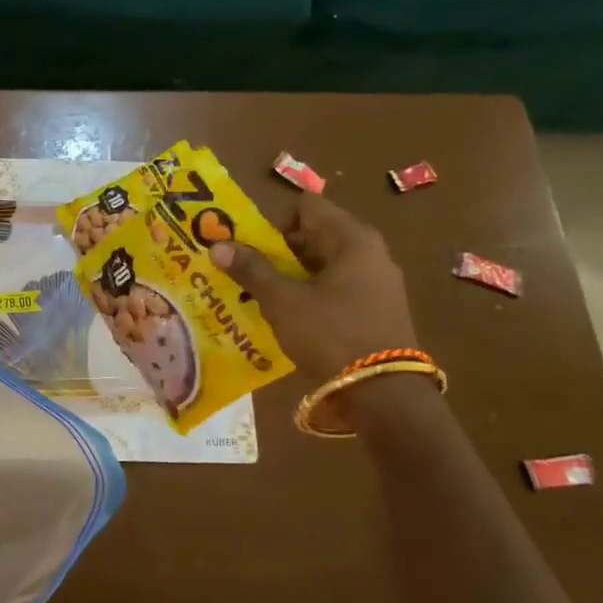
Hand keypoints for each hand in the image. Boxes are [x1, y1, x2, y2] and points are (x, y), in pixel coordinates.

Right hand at [211, 194, 416, 379]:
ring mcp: (377, 282)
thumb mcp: (283, 301)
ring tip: (263, 298)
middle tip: (248, 274)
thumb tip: (218, 245)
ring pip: (324, 265)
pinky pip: (336, 288)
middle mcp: (370, 252)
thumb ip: (251, 270)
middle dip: (278, 251)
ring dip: (292, 275)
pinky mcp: (377, 309)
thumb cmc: (331, 335)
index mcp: (352, 239)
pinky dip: (311, 295)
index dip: (274, 222)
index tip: (252, 250)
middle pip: (315, 235)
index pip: (306, 207)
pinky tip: (291, 318)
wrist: (383, 394)